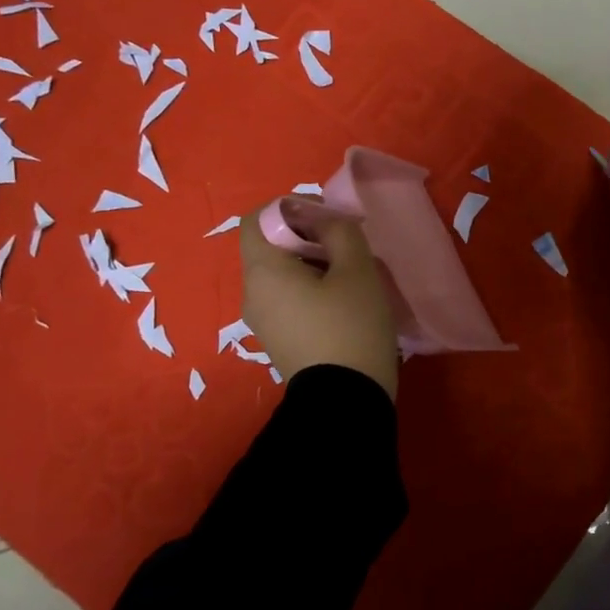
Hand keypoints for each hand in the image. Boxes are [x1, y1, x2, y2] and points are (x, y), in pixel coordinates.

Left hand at [239, 202, 398, 397]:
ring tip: (350, 277)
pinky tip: (343, 306)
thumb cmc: (351, 327)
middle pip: (270, 248)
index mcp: (263, 271)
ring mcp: (262, 322)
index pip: (257, 218)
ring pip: (281, 277)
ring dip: (312, 266)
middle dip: (306, 238)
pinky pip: (288, 302)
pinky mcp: (279, 342)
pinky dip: (310, 292)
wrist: (346, 402)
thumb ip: (339, 231)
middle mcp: (252, 294)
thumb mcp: (356, 270)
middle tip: (346, 247)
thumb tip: (323, 221)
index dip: (290, 208)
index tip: (326, 218)